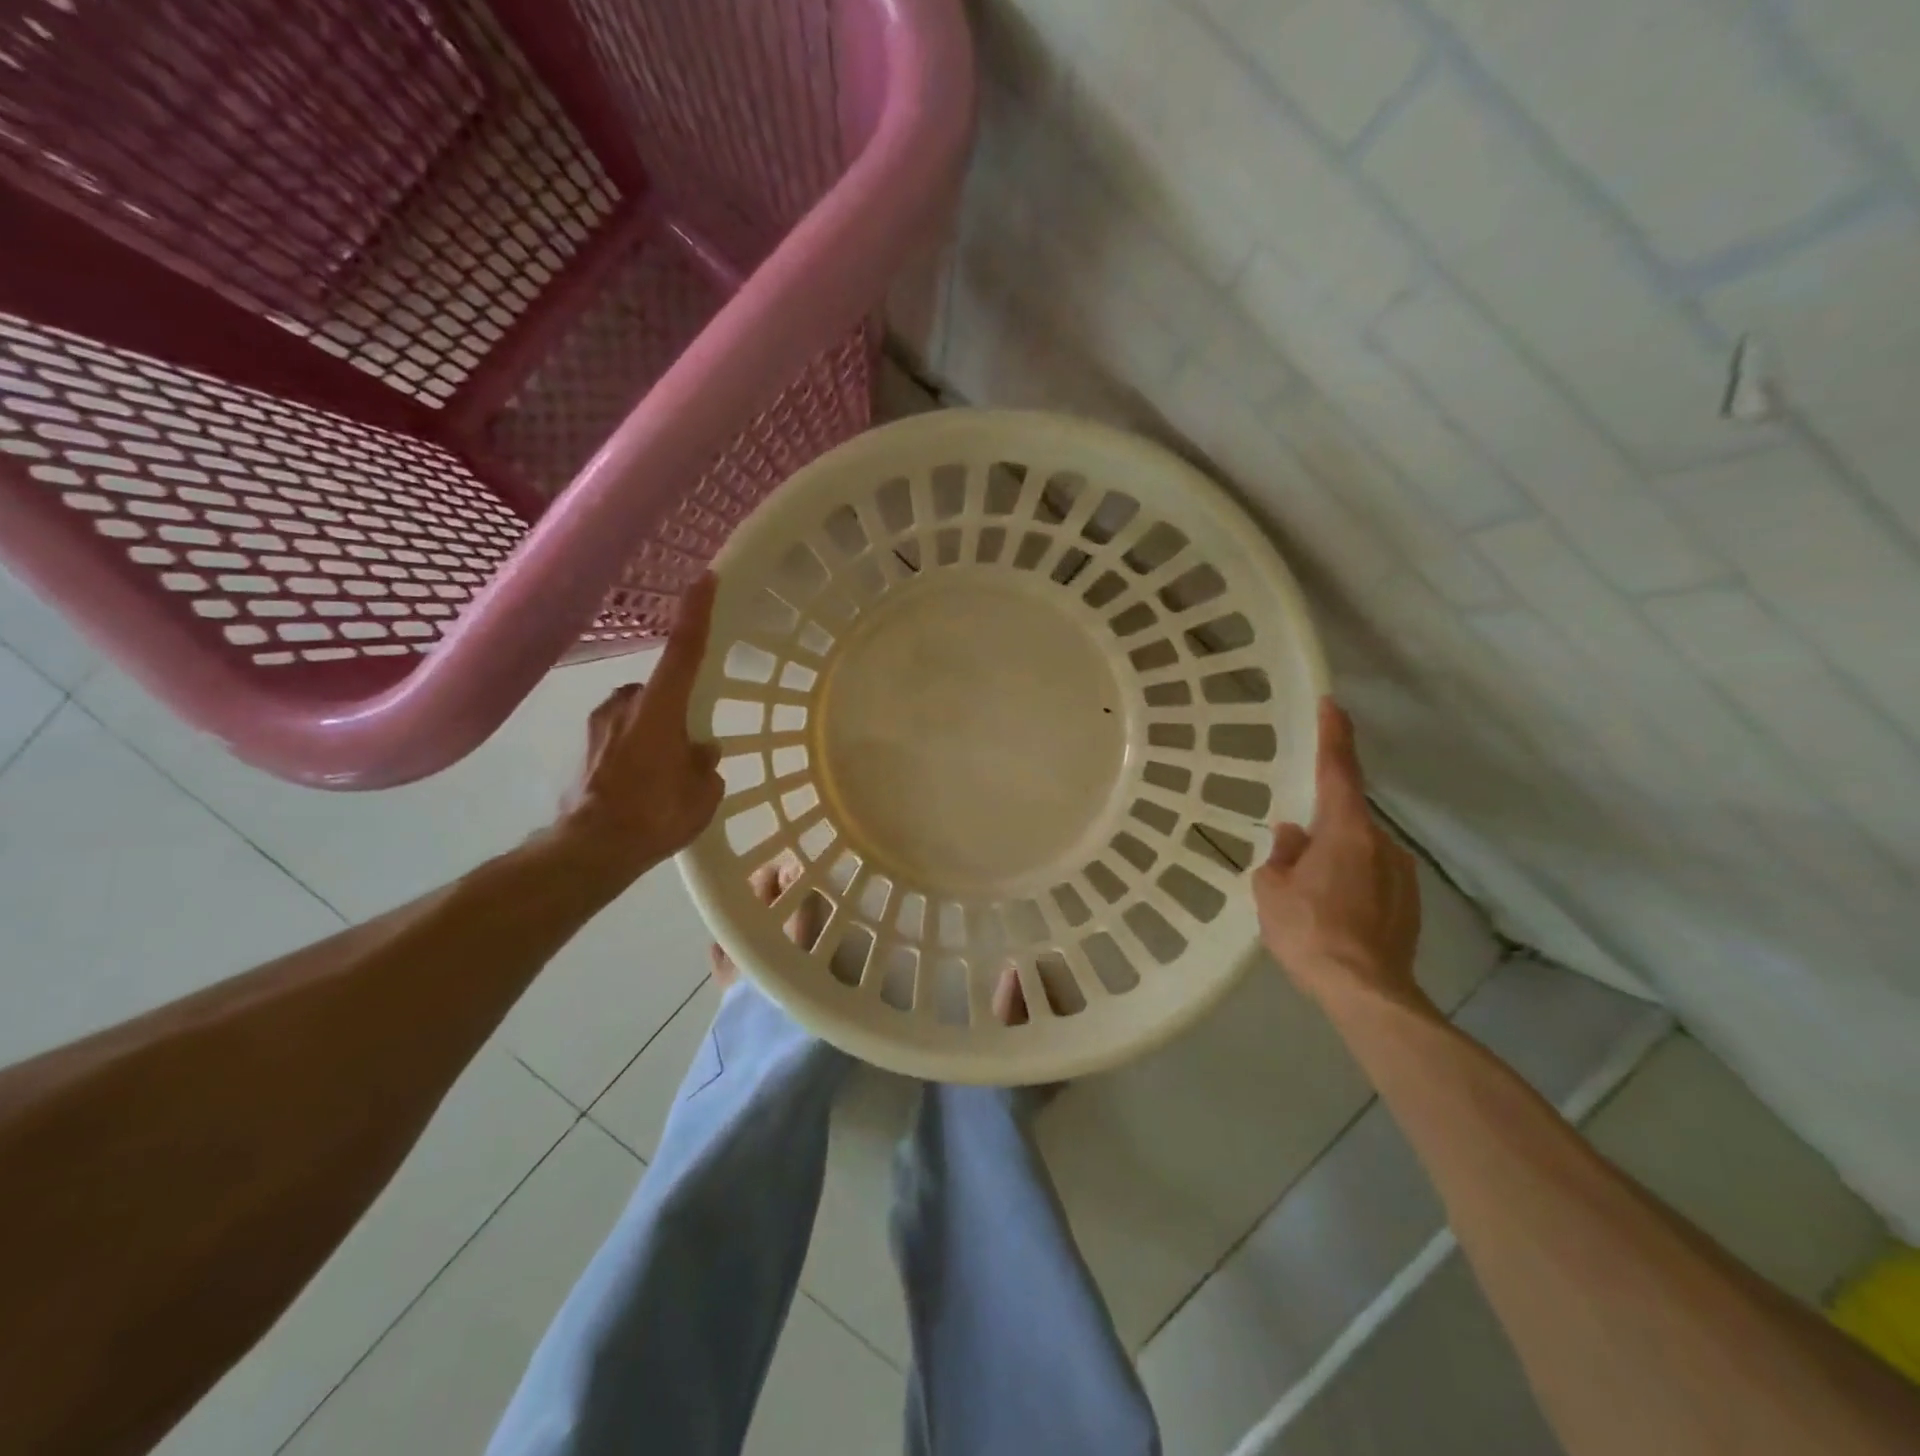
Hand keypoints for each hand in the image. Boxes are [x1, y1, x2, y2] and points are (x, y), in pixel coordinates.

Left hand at [558, 574, 724, 883]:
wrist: (588, 851)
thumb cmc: (654, 815)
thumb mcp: (702, 794)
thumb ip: (705, 764)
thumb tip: (701, 750)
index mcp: (660, 709)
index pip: (684, 650)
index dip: (696, 614)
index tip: (704, 578)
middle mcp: (625, 704)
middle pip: (660, 689)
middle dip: (675, 709)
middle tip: (690, 748)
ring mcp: (598, 724)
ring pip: (637, 713)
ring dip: (654, 730)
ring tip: (664, 773)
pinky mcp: (582, 746)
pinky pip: (619, 735)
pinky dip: (633, 748)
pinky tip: (639, 783)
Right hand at [1252, 697, 1425, 1011]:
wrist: (1366, 991)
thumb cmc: (1310, 931)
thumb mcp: (1272, 890)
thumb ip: (1281, 855)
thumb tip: (1293, 836)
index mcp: (1345, 830)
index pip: (1339, 770)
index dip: (1334, 735)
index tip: (1332, 704)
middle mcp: (1381, 842)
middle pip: (1346, 817)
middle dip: (1319, 829)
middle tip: (1292, 860)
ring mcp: (1401, 873)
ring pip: (1359, 850)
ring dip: (1335, 860)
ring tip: (1310, 898)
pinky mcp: (1410, 902)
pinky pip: (1372, 876)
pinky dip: (1351, 883)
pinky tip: (1334, 915)